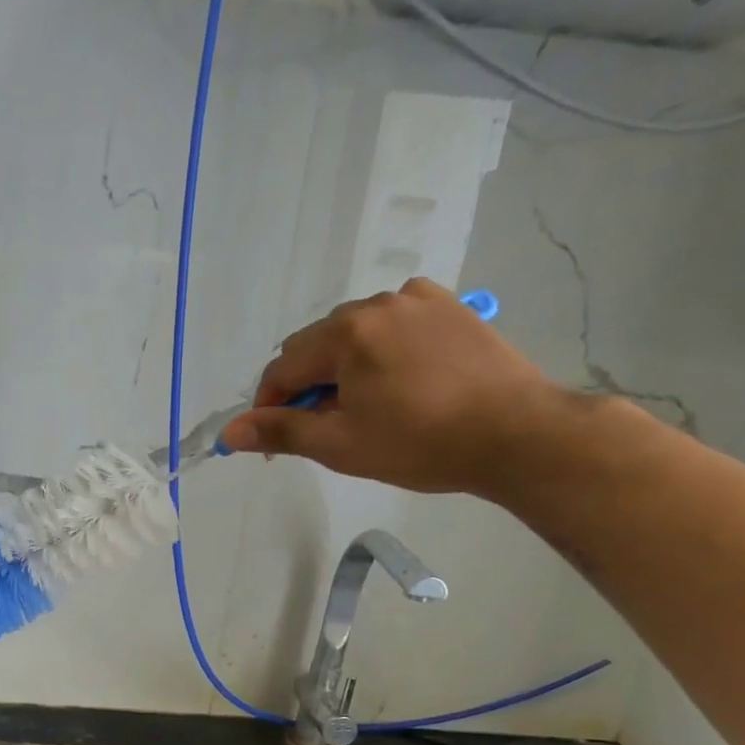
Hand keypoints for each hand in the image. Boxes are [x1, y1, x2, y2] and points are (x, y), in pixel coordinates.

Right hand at [220, 278, 568, 496]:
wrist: (517, 433)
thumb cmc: (420, 443)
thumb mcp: (341, 445)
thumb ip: (281, 431)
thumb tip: (228, 433)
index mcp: (345, 334)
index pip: (283, 369)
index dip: (270, 407)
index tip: (277, 443)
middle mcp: (377, 302)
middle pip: (317, 346)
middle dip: (308, 386)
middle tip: (325, 429)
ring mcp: (419, 299)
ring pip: (355, 333)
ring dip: (344, 367)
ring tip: (367, 406)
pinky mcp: (450, 306)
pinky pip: (394, 323)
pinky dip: (382, 349)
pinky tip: (399, 378)